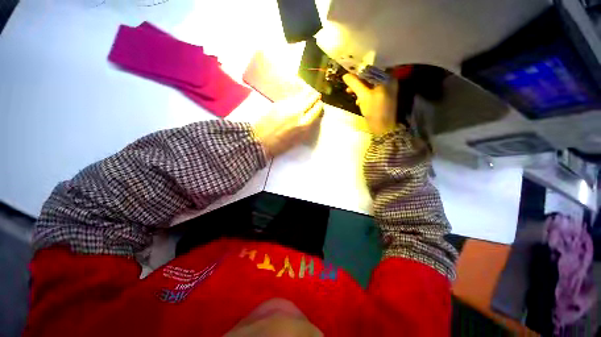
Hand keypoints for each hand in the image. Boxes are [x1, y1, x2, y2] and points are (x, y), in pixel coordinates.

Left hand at [254, 91, 323, 158]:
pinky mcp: (279, 103)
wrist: (260, 140)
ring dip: (306, 94)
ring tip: (309, 93)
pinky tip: (297, 98)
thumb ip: (306, 128)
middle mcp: (298, 112)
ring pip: (301, 95)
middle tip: (317, 96)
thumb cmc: (280, 145)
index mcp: (304, 124)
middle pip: (310, 99)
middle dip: (315, 97)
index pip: (316, 110)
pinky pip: (292, 97)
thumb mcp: (297, 140)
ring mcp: (287, 105)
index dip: (319, 106)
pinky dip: (297, 96)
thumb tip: (312, 119)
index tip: (320, 104)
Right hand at [343, 73, 399, 135]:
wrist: (383, 128)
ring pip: (369, 86)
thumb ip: (355, 84)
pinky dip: (364, 95)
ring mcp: (386, 90)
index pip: (371, 70)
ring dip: (359, 90)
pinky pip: (371, 92)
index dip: (358, 73)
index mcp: (387, 78)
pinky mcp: (383, 98)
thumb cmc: (375, 110)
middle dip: (358, 83)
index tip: (348, 78)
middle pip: (370, 78)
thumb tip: (345, 75)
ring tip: (350, 94)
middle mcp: (388, 81)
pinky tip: (358, 101)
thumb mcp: (363, 96)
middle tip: (348, 88)